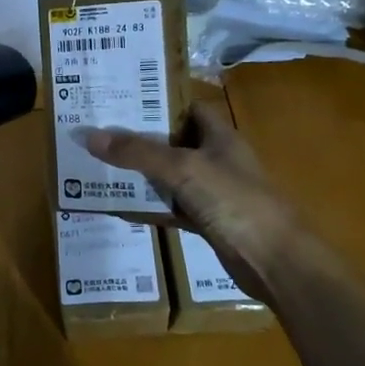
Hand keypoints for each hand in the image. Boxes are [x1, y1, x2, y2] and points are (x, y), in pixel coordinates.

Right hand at [79, 104, 306, 301]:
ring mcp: (213, 193)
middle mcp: (217, 160)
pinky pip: (173, 208)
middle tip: (100, 135)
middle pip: (174, 143)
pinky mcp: (208, 223)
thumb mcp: (183, 169)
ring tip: (101, 167)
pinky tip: (122, 208)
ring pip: (171, 177)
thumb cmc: (234, 201)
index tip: (122, 104)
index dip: (159, 104)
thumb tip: (89, 135)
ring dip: (142, 175)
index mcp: (220, 137)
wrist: (276, 261)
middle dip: (140, 140)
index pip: (188, 109)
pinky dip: (151, 207)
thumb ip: (138, 152)